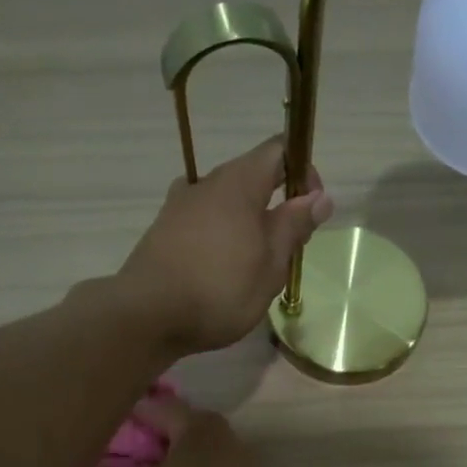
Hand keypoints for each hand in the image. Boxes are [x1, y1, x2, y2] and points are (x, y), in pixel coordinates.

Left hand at [116, 137, 332, 354]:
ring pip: (226, 202)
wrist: (148, 315)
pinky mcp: (164, 230)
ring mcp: (180, 205)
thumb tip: (319, 196)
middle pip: (251, 176)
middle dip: (277, 203)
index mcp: (239, 183)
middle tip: (288, 248)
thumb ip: (294, 226)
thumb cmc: (220, 290)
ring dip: (248, 222)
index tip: (313, 208)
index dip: (304, 171)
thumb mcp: (270, 264)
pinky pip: (204, 221)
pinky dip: (222, 235)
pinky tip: (222, 268)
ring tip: (255, 264)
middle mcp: (207, 183)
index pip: (279, 150)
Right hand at [130, 396, 285, 466]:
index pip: (158, 407)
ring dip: (177, 466)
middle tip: (130, 456)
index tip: (111, 424)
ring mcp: (242, 466)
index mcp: (199, 423)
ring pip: (199, 458)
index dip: (132, 415)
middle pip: (184, 430)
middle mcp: (226, 436)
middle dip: (158, 440)